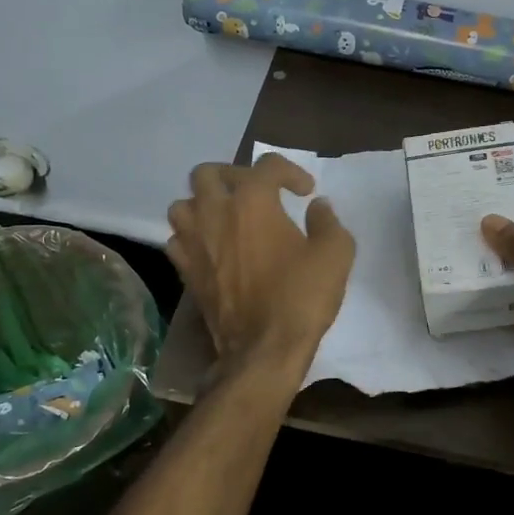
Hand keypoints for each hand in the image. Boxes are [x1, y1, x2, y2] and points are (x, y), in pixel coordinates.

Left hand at [167, 154, 355, 370]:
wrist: (264, 349)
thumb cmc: (301, 296)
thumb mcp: (336, 254)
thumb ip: (327, 221)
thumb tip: (317, 206)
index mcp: (253, 201)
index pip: (267, 166)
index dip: (291, 172)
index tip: (306, 193)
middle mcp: (216, 213)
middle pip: (208, 173)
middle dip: (233, 175)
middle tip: (256, 192)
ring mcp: (194, 242)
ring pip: (183, 204)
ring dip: (204, 204)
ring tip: (227, 218)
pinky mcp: (185, 271)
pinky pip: (177, 239)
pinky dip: (192, 236)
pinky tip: (211, 247)